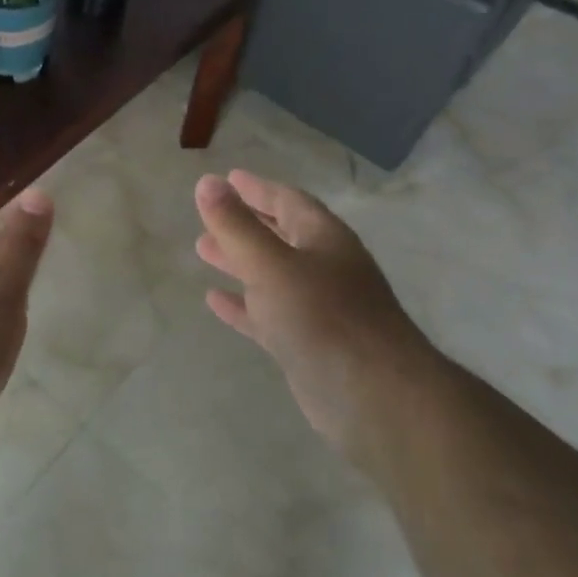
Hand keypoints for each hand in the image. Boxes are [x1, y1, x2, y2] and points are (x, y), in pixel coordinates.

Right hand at [195, 170, 431, 449]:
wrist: (374, 397)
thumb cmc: (323, 317)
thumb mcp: (270, 265)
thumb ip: (236, 226)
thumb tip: (206, 183)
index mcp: (324, 238)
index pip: (287, 200)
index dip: (256, 188)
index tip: (226, 179)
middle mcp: (325, 267)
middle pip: (280, 235)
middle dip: (245, 224)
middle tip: (209, 216)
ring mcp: (319, 308)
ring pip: (272, 275)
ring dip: (239, 261)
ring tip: (203, 250)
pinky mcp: (309, 344)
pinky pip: (269, 314)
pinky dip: (243, 304)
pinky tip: (215, 300)